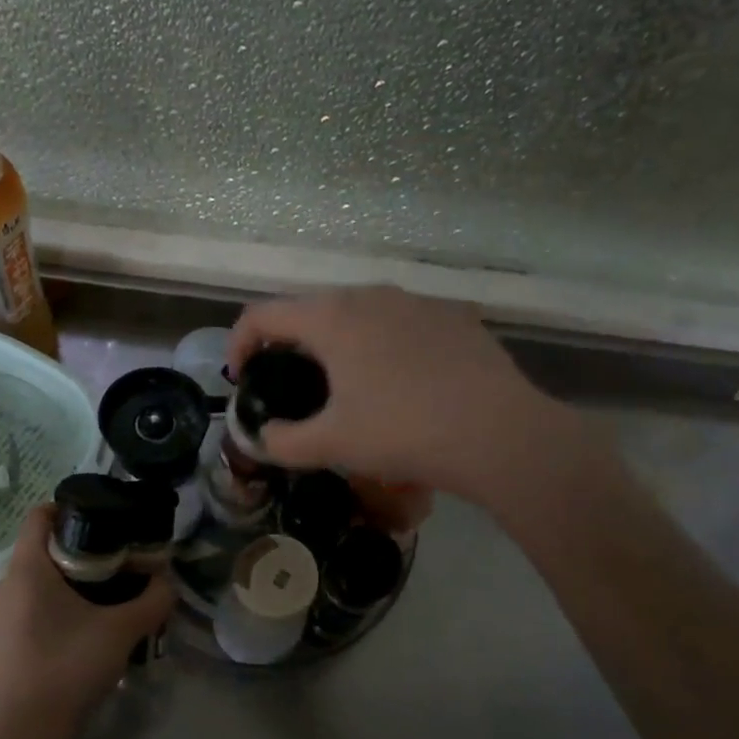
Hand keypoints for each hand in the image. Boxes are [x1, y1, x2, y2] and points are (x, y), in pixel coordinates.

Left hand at [0, 505, 174, 738]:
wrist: (29, 732)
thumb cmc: (72, 666)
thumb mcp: (123, 630)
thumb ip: (153, 599)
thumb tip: (167, 581)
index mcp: (26, 570)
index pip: (38, 516)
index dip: (69, 509)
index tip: (102, 521)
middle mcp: (3, 585)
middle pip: (40, 549)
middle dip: (78, 551)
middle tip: (115, 565)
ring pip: (33, 581)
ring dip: (65, 582)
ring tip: (102, 599)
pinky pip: (25, 607)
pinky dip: (50, 606)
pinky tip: (78, 630)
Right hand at [227, 285, 586, 499]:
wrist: (499, 433)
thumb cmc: (403, 431)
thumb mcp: (333, 444)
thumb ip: (283, 441)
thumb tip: (263, 438)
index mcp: (332, 318)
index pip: (263, 314)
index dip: (239, 343)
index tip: (241, 377)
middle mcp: (371, 295)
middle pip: (311, 309)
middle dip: (290, 342)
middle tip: (290, 383)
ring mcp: (417, 301)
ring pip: (360, 312)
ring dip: (339, 341)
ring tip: (346, 382)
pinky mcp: (454, 316)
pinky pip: (402, 323)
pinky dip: (384, 344)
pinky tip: (401, 382)